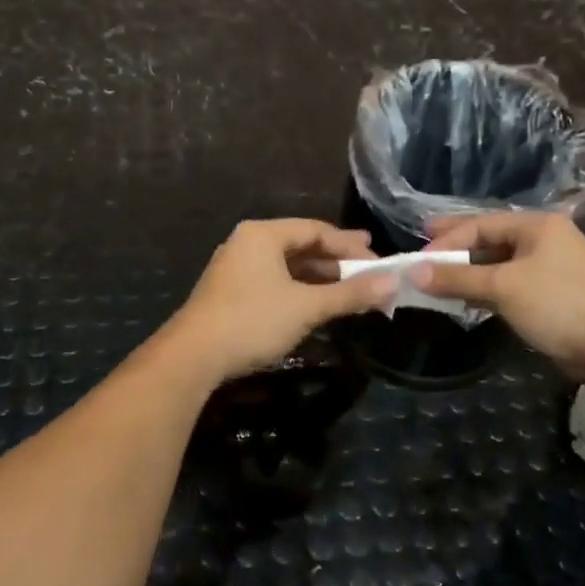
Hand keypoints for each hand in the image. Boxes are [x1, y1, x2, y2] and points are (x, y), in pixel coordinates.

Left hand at [164, 219, 395, 382]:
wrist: (193, 356)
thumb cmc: (253, 321)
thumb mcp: (307, 307)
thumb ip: (350, 294)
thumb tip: (391, 283)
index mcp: (263, 234)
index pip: (316, 229)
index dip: (350, 245)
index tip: (378, 261)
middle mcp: (246, 243)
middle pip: (300, 245)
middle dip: (336, 262)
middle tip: (368, 273)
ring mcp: (234, 268)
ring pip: (286, 266)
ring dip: (318, 278)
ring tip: (347, 292)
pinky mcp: (229, 292)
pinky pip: (272, 281)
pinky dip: (297, 290)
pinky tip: (313, 306)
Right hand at [415, 212, 584, 382]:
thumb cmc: (559, 303)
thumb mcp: (502, 286)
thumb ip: (457, 277)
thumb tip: (412, 272)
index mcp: (536, 225)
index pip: (480, 224)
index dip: (446, 240)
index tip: (417, 258)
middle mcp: (544, 240)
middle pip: (489, 240)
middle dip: (455, 249)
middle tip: (421, 254)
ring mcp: (550, 268)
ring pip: (498, 264)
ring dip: (469, 272)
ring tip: (437, 280)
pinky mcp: (552, 295)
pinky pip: (509, 284)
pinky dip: (486, 289)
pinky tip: (467, 299)